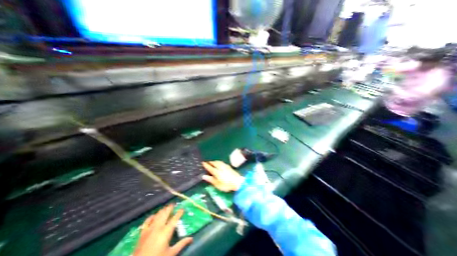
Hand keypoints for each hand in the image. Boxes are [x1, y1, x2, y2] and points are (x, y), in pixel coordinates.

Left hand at [134, 204, 192, 255]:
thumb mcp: (171, 253)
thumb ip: (181, 244)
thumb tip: (191, 238)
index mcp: (166, 231)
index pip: (175, 218)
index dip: (179, 212)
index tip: (182, 209)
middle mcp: (159, 227)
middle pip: (166, 213)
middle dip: (170, 208)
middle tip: (174, 204)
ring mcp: (150, 228)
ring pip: (157, 215)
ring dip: (162, 210)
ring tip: (166, 208)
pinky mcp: (143, 232)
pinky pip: (147, 221)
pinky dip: (151, 216)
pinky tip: (154, 215)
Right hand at [200, 161, 242, 190]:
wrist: (238, 182)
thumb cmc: (226, 185)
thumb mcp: (217, 185)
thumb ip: (211, 180)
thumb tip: (204, 176)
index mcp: (217, 172)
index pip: (210, 167)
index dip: (206, 165)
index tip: (202, 163)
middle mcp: (220, 167)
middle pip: (214, 163)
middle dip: (210, 162)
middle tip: (207, 162)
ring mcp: (225, 166)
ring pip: (218, 162)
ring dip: (215, 161)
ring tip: (212, 162)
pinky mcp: (229, 166)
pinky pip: (222, 162)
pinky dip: (218, 162)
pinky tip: (219, 163)